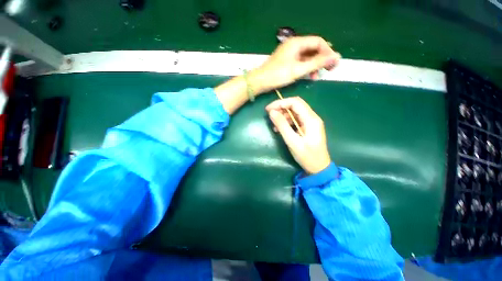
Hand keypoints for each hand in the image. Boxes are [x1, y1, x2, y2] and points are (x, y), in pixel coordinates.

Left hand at [249, 36, 340, 93]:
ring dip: (314, 65)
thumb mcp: (298, 69)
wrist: (260, 81)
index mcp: (297, 43)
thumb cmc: (278, 75)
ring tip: (317, 76)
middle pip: (313, 49)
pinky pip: (300, 62)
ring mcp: (290, 54)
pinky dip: (306, 68)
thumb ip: (317, 63)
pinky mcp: (287, 62)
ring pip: (307, 57)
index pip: (318, 42)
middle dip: (322, 59)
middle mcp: (294, 45)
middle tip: (328, 69)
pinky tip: (309, 76)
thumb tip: (336, 56)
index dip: (328, 51)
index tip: (332, 62)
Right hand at [266, 97, 330, 173]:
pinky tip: (280, 129)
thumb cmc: (307, 156)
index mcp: (311, 119)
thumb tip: (272, 112)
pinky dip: (287, 121)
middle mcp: (312, 117)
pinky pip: (296, 119)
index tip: (268, 109)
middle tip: (270, 114)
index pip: (295, 102)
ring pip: (295, 112)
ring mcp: (310, 122)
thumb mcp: (292, 141)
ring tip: (274, 125)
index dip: (280, 103)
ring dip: (283, 115)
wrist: (319, 168)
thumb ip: (282, 126)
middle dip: (281, 107)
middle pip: (295, 105)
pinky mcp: (308, 127)